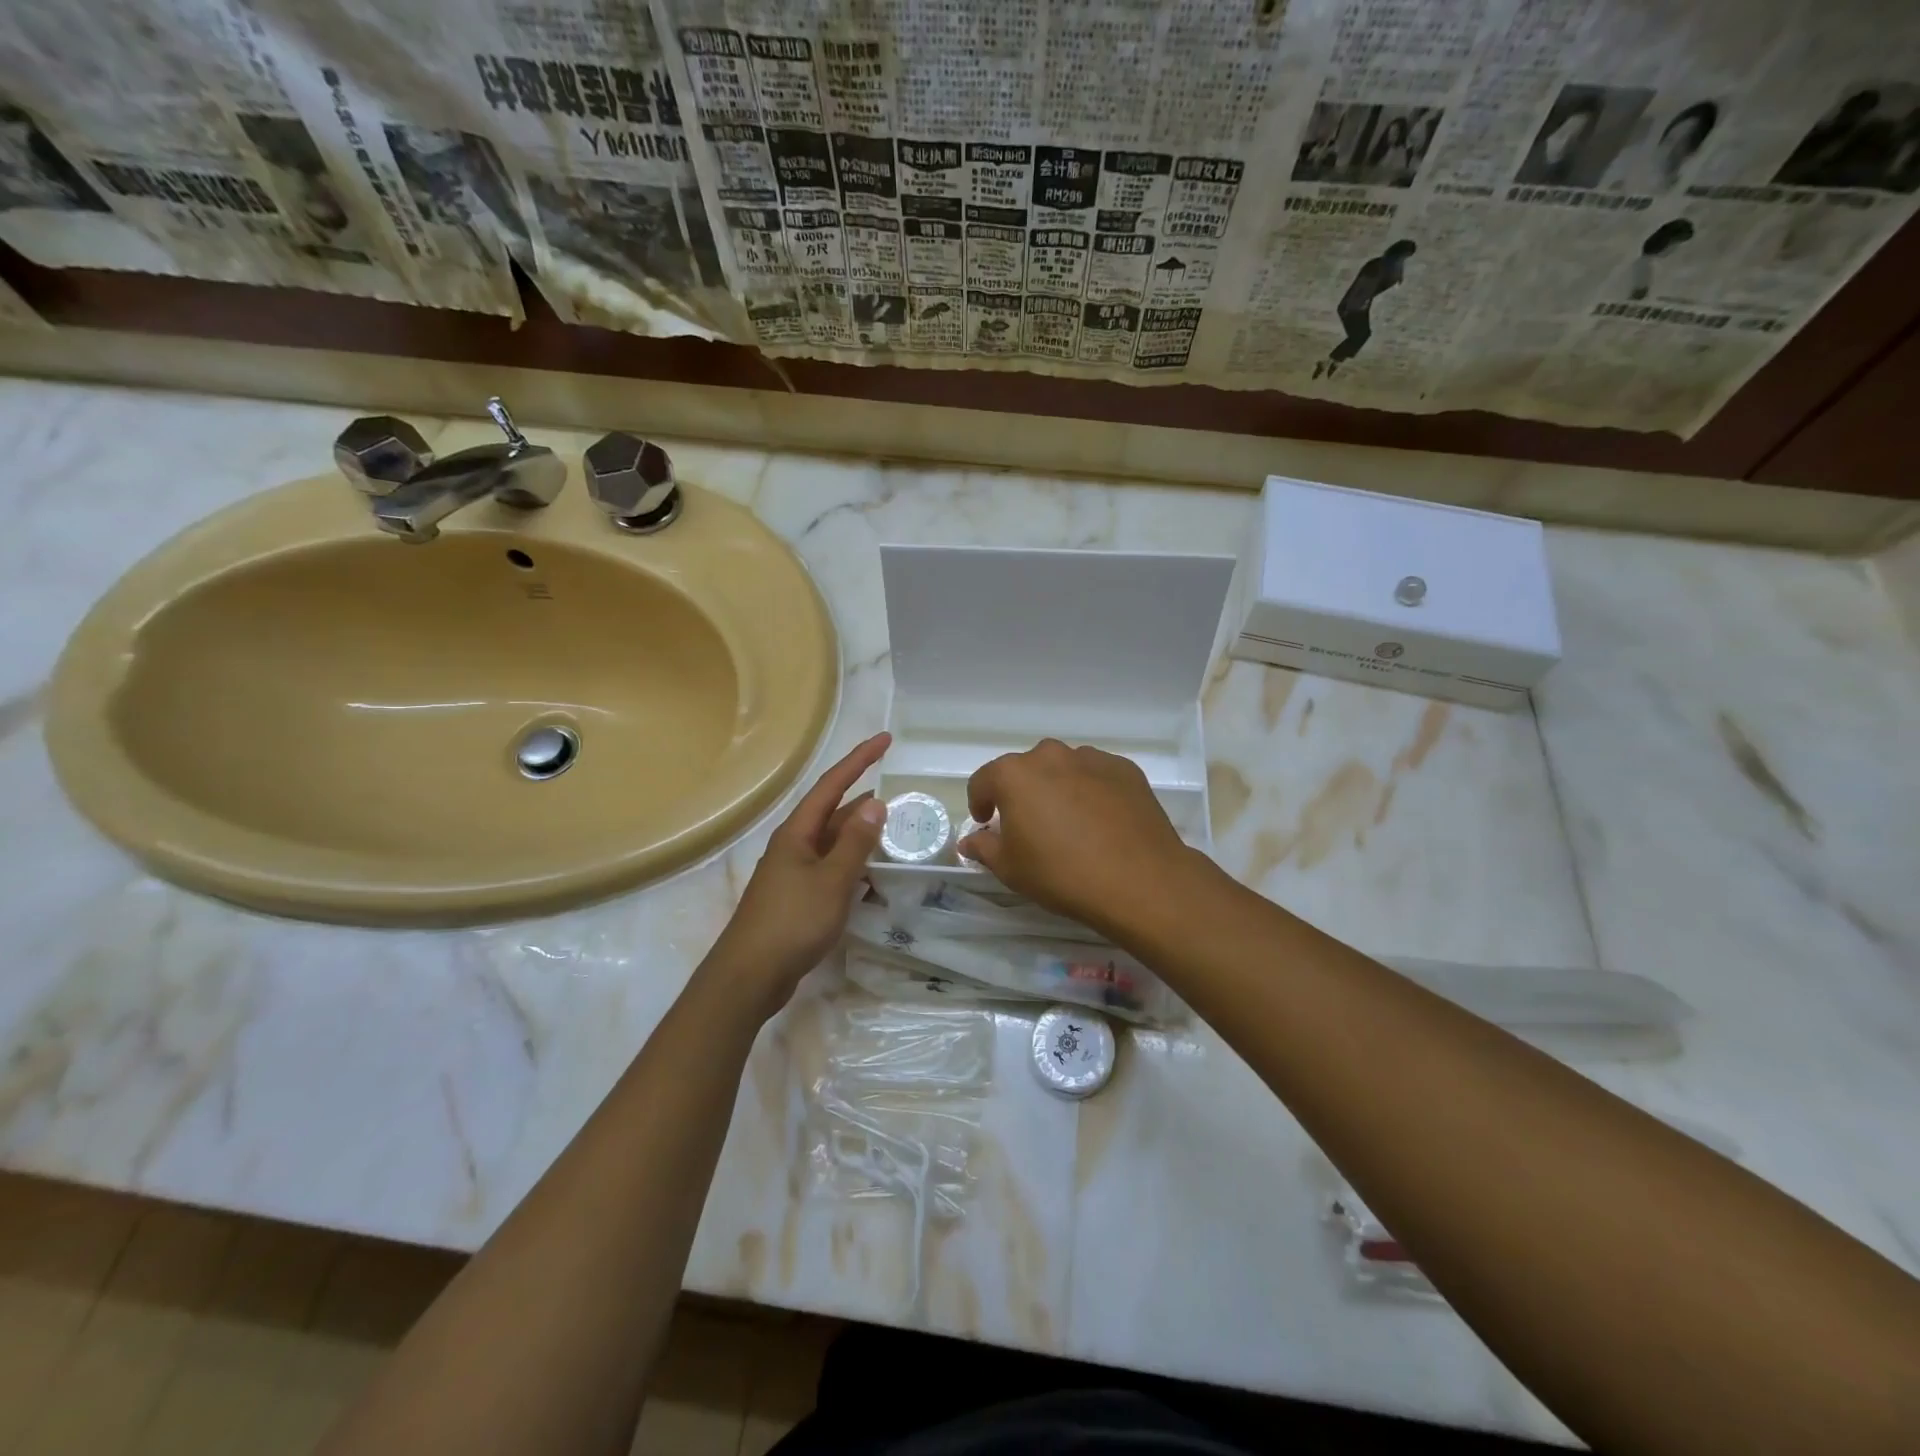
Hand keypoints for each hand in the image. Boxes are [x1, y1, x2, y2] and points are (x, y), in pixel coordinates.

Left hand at [707, 731, 890, 1016]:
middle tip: (896, 793)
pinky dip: (852, 865)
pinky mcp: (796, 899)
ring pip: (832, 843)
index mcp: (797, 833)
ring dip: (859, 835)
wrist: (749, 976)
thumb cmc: (791, 922)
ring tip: (890, 830)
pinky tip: (869, 875)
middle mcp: (793, 846)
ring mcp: (793, 873)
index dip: (859, 760)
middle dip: (862, 800)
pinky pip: (830, 870)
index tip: (885, 740)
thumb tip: (876, 804)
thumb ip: (855, 843)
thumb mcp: (832, 880)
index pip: (832, 785)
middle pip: (832, 812)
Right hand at [958, 739, 1195, 936]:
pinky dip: (1091, 791)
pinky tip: (1100, 821)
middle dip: (1021, 793)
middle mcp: (1051, 756)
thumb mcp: (1011, 869)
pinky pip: (1096, 775)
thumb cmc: (1062, 874)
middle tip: (1030, 826)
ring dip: (1057, 788)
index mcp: (1014, 775)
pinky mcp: (1125, 769)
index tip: (988, 823)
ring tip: (1069, 823)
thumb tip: (970, 840)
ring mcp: (1091, 759)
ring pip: (1063, 769)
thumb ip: (985, 847)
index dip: (980, 802)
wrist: (1139, 880)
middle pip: (1025, 770)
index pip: (984, 781)